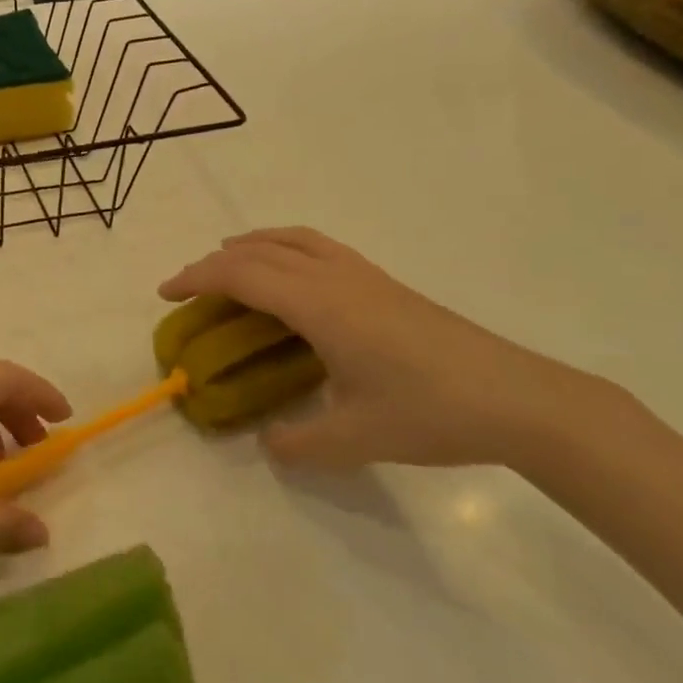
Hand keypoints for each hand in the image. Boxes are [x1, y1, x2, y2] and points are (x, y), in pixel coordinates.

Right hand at [159, 227, 629, 470]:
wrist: (516, 396)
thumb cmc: (430, 413)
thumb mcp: (355, 439)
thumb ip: (298, 443)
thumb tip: (267, 443)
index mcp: (319, 305)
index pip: (243, 275)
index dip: (198, 278)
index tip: (166, 293)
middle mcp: (335, 277)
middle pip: (260, 250)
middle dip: (215, 262)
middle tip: (187, 287)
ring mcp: (363, 274)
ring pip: (293, 239)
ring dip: (252, 244)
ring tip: (229, 262)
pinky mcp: (383, 282)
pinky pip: (317, 247)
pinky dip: (285, 247)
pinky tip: (291, 276)